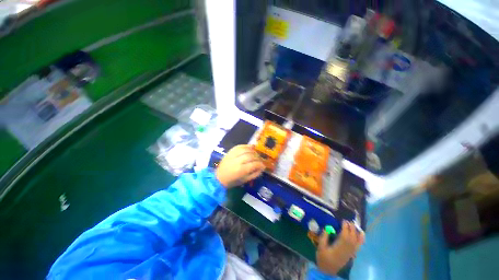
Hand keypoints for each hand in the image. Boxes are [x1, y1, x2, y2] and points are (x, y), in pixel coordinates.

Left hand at [216, 145, 264, 187]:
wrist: (219, 177)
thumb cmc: (233, 181)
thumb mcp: (245, 180)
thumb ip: (255, 174)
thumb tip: (262, 168)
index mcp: (241, 170)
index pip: (254, 164)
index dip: (261, 164)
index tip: (263, 166)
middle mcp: (237, 161)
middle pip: (251, 156)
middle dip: (258, 157)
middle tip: (260, 160)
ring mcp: (233, 155)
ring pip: (246, 149)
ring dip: (253, 151)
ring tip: (255, 154)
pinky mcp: (230, 151)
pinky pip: (240, 146)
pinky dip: (246, 146)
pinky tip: (250, 148)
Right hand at [316, 221, 364, 275]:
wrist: (328, 270)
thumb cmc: (323, 258)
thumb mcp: (320, 247)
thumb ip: (323, 237)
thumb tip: (327, 228)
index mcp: (338, 248)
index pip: (344, 237)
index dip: (345, 228)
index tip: (343, 221)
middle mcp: (346, 250)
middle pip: (351, 238)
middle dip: (351, 229)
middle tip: (348, 221)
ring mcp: (350, 253)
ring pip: (356, 242)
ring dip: (356, 233)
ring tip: (355, 225)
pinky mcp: (351, 254)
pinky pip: (358, 246)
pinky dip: (361, 240)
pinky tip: (362, 234)